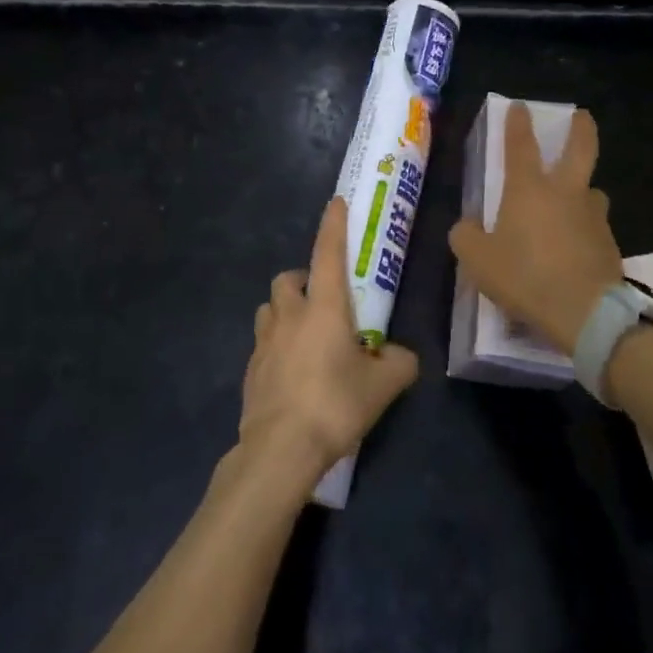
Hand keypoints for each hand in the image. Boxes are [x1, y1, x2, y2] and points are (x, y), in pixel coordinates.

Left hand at [239, 197, 418, 488]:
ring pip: (269, 309)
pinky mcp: (250, 370)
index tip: (336, 203)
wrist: (280, 449)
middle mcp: (290, 316)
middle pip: (288, 279)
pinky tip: (293, 371)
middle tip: (323, 299)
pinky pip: (263, 343)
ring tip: (306, 334)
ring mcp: (264, 342)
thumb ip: (400, 363)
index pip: (327, 253)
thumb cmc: (335, 405)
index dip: (333, 226)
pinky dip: (277, 345)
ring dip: (285, 310)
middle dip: (303, 279)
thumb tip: (402, 357)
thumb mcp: (383, 386)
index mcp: (324, 308)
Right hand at [449, 103, 622, 351]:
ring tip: (574, 202)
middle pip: (580, 149)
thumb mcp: (477, 260)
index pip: (521, 145)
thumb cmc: (525, 276)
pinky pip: (595, 227)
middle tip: (582, 116)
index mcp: (529, 190)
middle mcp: (565, 193)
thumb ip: (466, 237)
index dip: (518, 124)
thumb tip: (466, 227)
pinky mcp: (610, 244)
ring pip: (592, 192)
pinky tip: (575, 248)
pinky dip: (585, 229)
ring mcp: (593, 217)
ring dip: (584, 189)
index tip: (520, 107)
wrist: (584, 312)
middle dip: (581, 128)